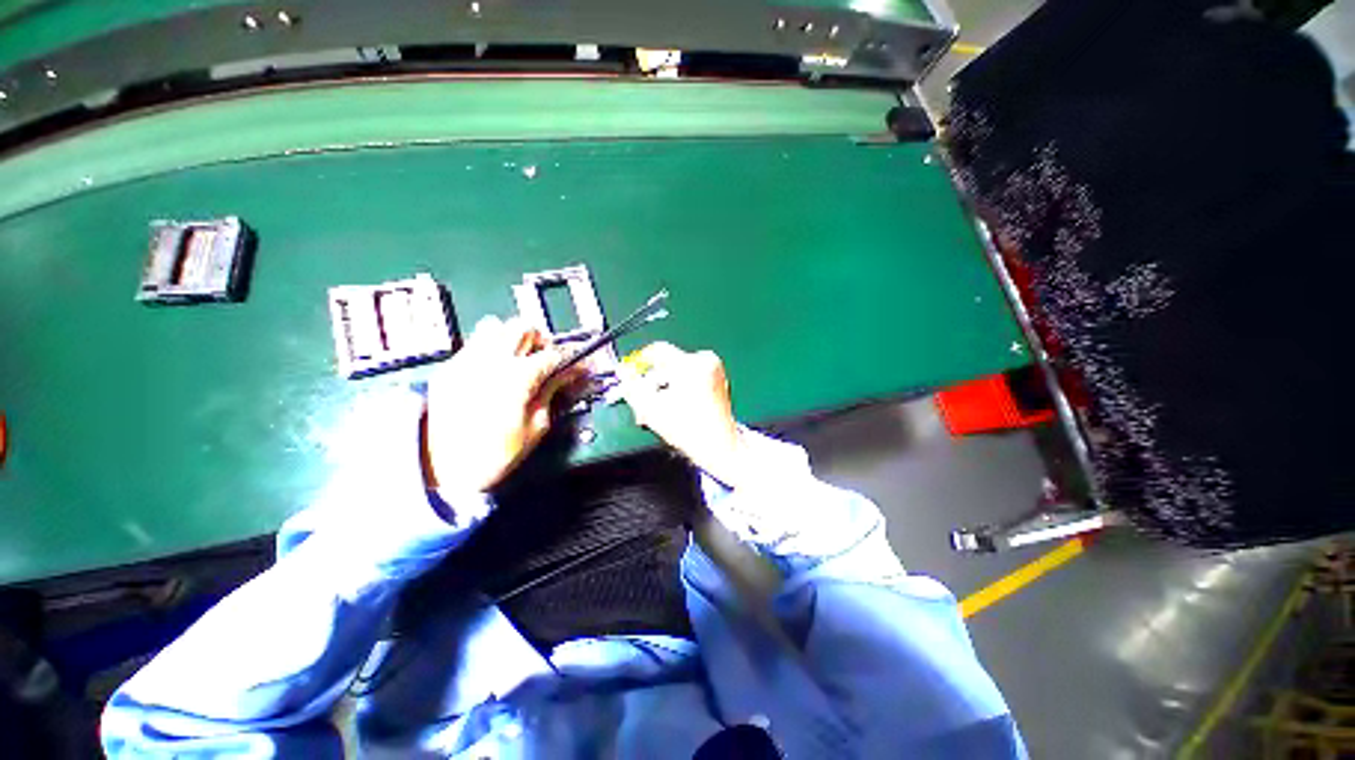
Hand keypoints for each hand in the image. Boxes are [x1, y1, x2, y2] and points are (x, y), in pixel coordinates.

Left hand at [422, 316, 579, 493]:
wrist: (441, 469)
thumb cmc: (494, 454)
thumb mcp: (536, 427)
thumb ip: (552, 393)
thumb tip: (566, 375)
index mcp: (518, 376)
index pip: (555, 355)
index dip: (573, 359)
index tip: (580, 366)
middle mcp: (492, 360)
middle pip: (524, 327)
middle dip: (541, 340)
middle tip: (545, 358)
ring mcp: (467, 361)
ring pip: (495, 326)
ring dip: (512, 338)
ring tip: (517, 359)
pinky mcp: (449, 368)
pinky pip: (474, 344)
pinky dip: (490, 349)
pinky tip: (493, 372)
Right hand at [617, 343, 749, 486]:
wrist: (719, 446)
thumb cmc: (687, 429)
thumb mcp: (651, 408)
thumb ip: (631, 386)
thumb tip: (622, 370)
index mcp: (690, 364)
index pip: (657, 350)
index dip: (639, 363)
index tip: (632, 376)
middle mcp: (705, 360)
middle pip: (667, 364)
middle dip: (651, 383)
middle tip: (643, 402)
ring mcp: (714, 369)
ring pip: (677, 372)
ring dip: (664, 388)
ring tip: (657, 409)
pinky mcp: (718, 378)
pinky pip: (691, 377)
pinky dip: (679, 388)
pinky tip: (673, 406)